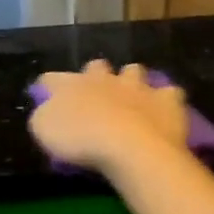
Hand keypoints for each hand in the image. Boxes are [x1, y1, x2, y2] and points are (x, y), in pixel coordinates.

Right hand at [29, 61, 189, 175]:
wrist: (130, 147)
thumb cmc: (81, 140)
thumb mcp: (44, 131)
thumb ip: (44, 115)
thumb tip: (46, 110)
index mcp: (72, 84)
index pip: (52, 78)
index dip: (48, 86)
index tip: (47, 96)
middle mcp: (104, 78)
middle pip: (96, 66)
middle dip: (95, 76)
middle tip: (94, 95)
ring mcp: (137, 86)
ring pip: (134, 71)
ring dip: (131, 81)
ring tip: (131, 99)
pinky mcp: (166, 100)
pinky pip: (169, 93)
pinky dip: (165, 101)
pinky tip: (163, 112)